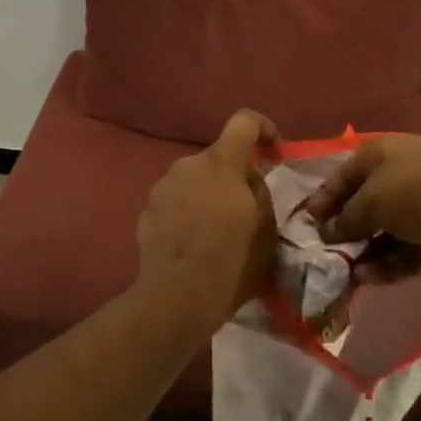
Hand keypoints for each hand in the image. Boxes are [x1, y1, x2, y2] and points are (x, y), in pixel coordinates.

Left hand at [135, 110, 279, 334]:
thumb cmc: (230, 262)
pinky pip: (175, 203)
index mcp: (220, 163)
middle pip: (217, 158)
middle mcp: (187, 164)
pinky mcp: (146, 212)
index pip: (244, 121)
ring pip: (194, 181)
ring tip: (218, 234)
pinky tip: (193, 247)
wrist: (175, 299)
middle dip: (233, 177)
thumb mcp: (266, 229)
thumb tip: (248, 180)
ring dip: (208, 197)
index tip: (274, 153)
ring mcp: (161, 187)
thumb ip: (259, 192)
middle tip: (246, 211)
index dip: (263, 129)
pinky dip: (187, 215)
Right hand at [301, 134, 420, 282]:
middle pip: (362, 206)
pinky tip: (367, 280)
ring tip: (341, 276)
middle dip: (342, 231)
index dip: (323, 199)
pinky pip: (404, 253)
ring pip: (383, 233)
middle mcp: (397, 179)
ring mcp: (419, 210)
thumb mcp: (373, 199)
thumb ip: (347, 218)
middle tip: (320, 257)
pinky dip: (386, 265)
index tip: (306, 225)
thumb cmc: (420, 188)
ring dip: (363, 253)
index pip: (342, 177)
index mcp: (379, 156)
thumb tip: (326, 232)